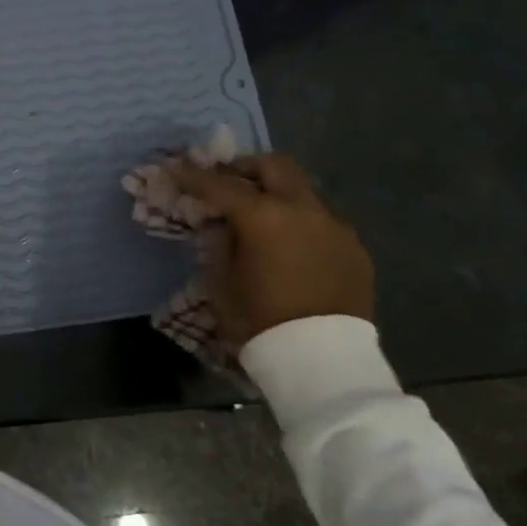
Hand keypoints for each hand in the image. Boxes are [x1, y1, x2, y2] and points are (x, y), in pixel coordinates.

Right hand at [167, 152, 373, 348]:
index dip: (191, 176)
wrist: (322, 359)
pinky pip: (321, 223)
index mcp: (263, 217)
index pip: (219, 185)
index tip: (172, 169)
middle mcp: (303, 210)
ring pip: (302, 193)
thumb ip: (220, 242)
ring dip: (276, 196)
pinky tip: (289, 249)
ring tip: (259, 219)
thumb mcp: (221, 281)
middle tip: (225, 181)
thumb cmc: (260, 320)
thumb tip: (223, 224)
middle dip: (244, 168)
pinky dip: (298, 224)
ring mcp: (335, 227)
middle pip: (273, 166)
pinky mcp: (354, 249)